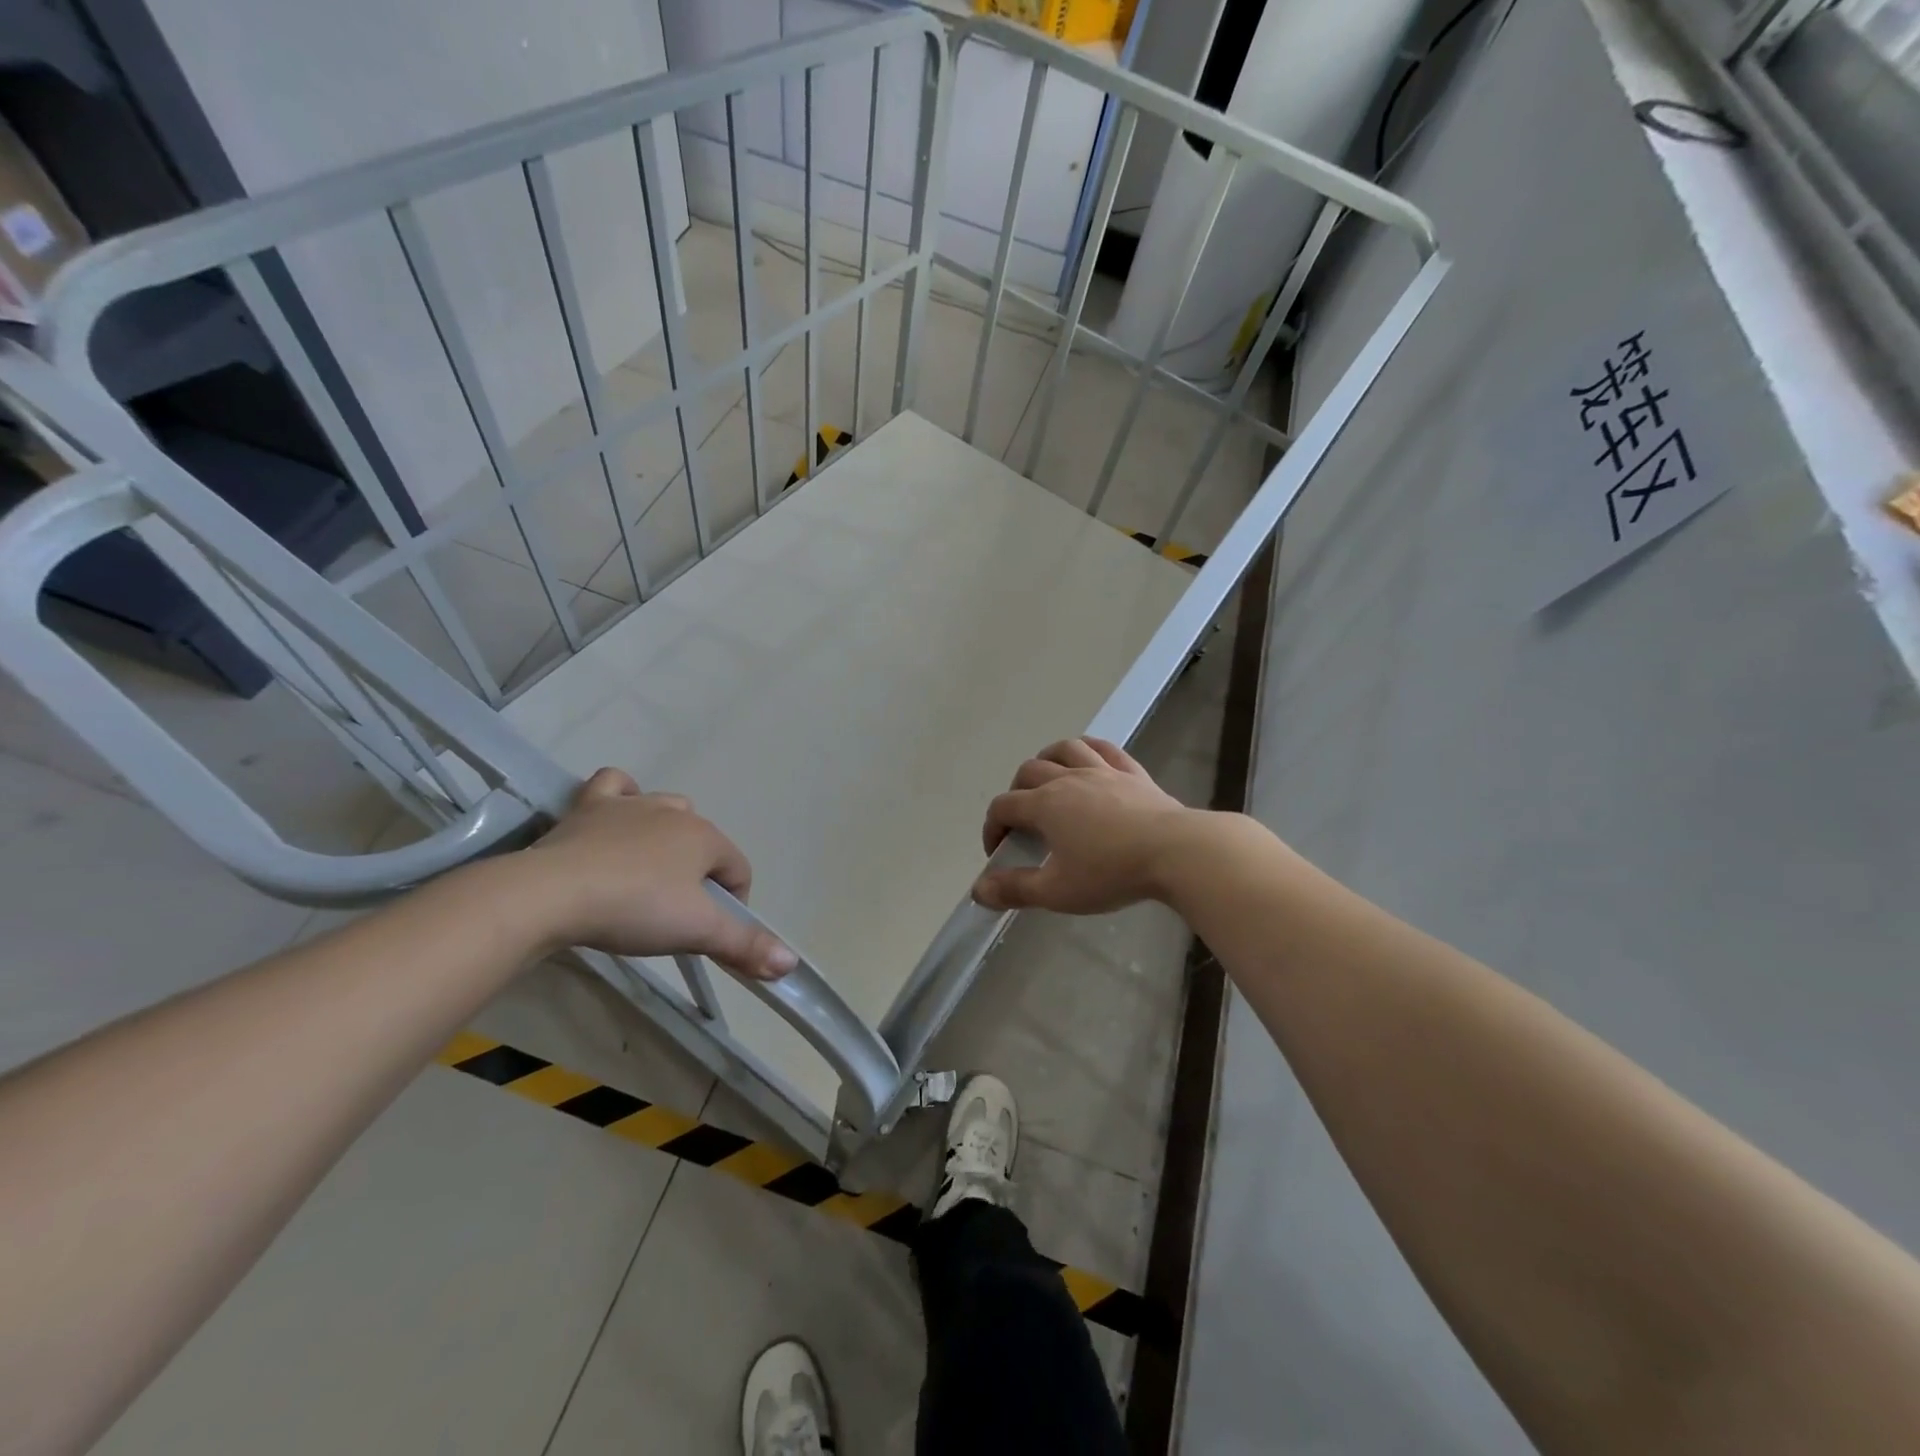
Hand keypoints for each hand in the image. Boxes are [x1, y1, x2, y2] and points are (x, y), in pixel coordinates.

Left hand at [514, 768, 796, 979]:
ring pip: (666, 808)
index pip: (738, 870)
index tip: (708, 935)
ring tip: (649, 874)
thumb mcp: (696, 932)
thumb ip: (745, 945)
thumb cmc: (635, 909)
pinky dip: (622, 796)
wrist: (552, 894)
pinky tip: (618, 816)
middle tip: (675, 912)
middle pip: (703, 841)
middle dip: (699, 873)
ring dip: (667, 834)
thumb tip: (791, 964)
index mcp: (705, 837)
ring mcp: (631, 805)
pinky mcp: (589, 807)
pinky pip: (615, 785)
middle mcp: (674, 812)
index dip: (733, 905)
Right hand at [973, 738, 1198, 914]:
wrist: (1175, 852)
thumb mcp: (1057, 891)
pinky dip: (1088, 750)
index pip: (1004, 807)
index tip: (998, 851)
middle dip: (1016, 793)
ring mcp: (1102, 771)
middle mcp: (1068, 779)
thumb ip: (1015, 889)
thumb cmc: (1111, 872)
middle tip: (1023, 821)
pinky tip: (1088, 759)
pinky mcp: (1132, 772)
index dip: (992, 827)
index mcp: (1045, 805)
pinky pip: (1104, 749)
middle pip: (1029, 772)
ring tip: (1048, 779)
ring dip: (1047, 760)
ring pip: (1064, 749)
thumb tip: (978, 890)